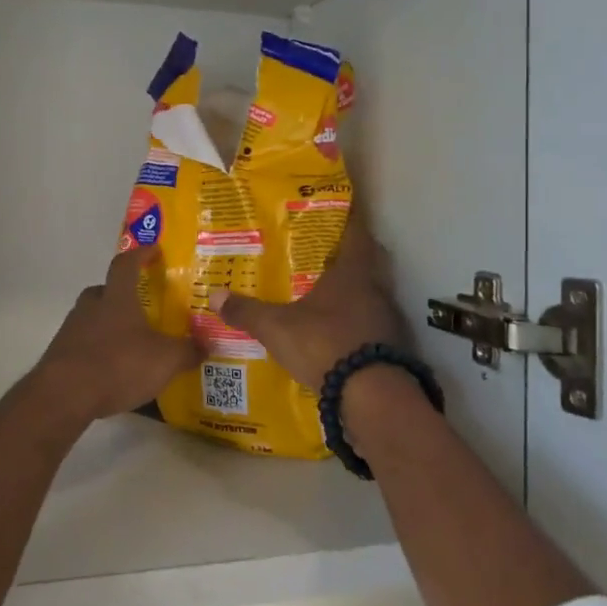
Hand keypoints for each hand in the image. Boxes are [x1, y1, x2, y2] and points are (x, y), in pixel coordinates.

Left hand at [33, 246, 201, 421]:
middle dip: (122, 295)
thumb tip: (207, 345)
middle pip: (105, 290)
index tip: (154, 250)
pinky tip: (112, 369)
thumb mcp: (165, 360)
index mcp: (117, 298)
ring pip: (93, 317)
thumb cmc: (118, 364)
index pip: (127, 263)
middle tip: (141, 306)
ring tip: (130, 343)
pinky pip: (84, 344)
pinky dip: (98, 350)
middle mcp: (91, 306)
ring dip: (109, 325)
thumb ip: (188, 351)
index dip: (141, 254)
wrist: (64, 396)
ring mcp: (71, 330)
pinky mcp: (61, 355)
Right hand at [212, 219, 405, 390]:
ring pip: (370, 295)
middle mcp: (375, 289)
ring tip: (325, 296)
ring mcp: (387, 319)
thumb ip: (248, 312)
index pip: (356, 233)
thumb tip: (215, 295)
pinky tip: (337, 334)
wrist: (370, 395)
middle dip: (348, 257)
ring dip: (352, 294)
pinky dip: (356, 324)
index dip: (349, 219)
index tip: (339, 210)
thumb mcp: (277, 328)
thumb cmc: (323, 343)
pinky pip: (372, 325)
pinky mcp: (391, 347)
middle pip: (367, 263)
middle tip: (323, 255)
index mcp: (352, 273)